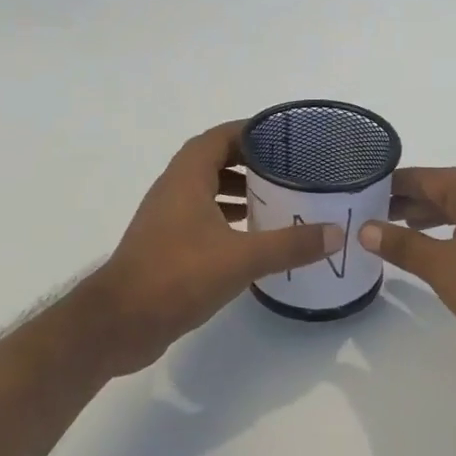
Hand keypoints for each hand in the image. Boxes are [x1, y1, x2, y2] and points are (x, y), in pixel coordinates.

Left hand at [77, 122, 339, 376]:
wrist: (119, 324)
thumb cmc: (177, 276)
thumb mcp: (241, 258)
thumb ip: (290, 244)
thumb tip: (336, 233)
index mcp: (186, 178)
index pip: (219, 137)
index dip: (251, 131)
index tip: (285, 136)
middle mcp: (173, 190)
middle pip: (214, 161)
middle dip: (250, 161)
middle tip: (289, 169)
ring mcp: (167, 219)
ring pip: (207, 191)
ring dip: (238, 191)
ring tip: (276, 199)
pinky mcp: (166, 246)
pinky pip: (202, 218)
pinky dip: (227, 218)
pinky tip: (252, 236)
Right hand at [358, 168, 455, 379]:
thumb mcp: (443, 267)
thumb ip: (402, 245)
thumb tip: (365, 228)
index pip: (423, 177)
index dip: (388, 185)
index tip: (356, 192)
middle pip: (440, 189)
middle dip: (403, 202)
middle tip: (363, 214)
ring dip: (424, 218)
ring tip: (387, 230)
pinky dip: (446, 231)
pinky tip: (427, 248)